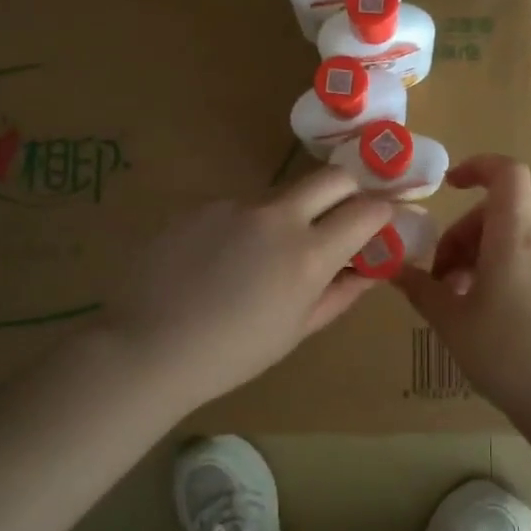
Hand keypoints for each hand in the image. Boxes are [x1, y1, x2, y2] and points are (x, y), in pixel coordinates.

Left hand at [100, 166, 393, 412]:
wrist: (149, 346)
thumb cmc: (233, 353)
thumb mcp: (297, 330)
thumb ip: (340, 293)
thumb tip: (371, 270)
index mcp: (308, 254)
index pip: (367, 210)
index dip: (381, 212)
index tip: (379, 223)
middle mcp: (277, 217)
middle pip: (331, 177)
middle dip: (348, 189)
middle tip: (341, 217)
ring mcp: (235, 205)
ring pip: (280, 196)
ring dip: (289, 216)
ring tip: (260, 260)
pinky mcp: (201, 205)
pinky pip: (238, 209)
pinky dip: (244, 227)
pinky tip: (219, 261)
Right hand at [395, 154, 530, 423]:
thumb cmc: (505, 354)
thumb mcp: (451, 322)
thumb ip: (420, 289)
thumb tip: (393, 268)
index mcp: (514, 239)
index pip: (507, 174)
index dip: (478, 166)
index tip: (449, 185)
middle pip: (499, 213)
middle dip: (463, 234)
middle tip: (440, 276)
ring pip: (513, 241)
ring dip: (480, 257)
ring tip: (458, 300)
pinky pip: (530, 263)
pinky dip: (503, 272)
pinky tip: (488, 313)